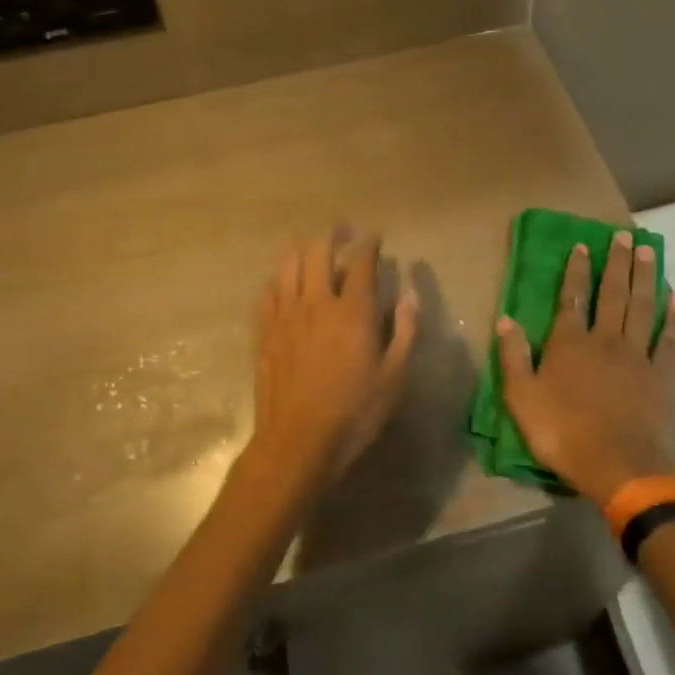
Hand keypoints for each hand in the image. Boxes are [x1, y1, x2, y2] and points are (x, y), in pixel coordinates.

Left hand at [248, 230, 419, 491]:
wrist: (297, 441)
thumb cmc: (354, 412)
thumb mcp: (394, 377)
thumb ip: (405, 332)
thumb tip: (409, 297)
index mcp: (353, 311)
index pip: (360, 262)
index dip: (369, 243)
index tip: (375, 236)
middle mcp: (316, 302)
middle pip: (318, 251)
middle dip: (332, 234)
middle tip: (343, 232)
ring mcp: (285, 315)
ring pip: (288, 263)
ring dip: (302, 248)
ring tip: (313, 248)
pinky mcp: (265, 331)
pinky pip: (269, 290)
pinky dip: (280, 276)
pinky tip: (286, 280)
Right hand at [496, 232, 674, 505]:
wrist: (618, 465)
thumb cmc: (562, 432)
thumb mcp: (521, 398)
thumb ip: (513, 356)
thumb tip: (505, 318)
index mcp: (570, 343)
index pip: (572, 298)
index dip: (576, 271)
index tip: (583, 245)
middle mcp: (605, 340)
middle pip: (612, 294)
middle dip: (616, 263)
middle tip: (624, 235)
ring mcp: (636, 356)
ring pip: (642, 308)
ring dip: (644, 278)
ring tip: (648, 251)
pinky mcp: (660, 377)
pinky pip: (668, 342)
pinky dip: (673, 320)